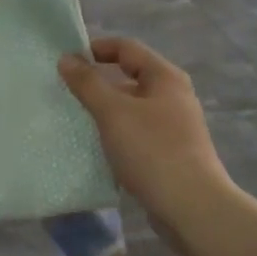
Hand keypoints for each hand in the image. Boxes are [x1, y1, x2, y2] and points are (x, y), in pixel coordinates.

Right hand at [59, 36, 232, 236]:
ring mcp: (173, 126)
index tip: (66, 60)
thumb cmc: (152, 150)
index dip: (96, 48)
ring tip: (74, 120)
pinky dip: (114, 134)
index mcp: (165, 77)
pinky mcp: (169, 152)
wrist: (191, 207)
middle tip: (65, 92)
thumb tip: (67, 58)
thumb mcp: (113, 112)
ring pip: (131, 108)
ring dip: (103, 110)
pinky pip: (135, 132)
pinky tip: (95, 147)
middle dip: (96, 82)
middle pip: (129, 77)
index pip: (126, 48)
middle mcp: (173, 96)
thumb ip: (87, 83)